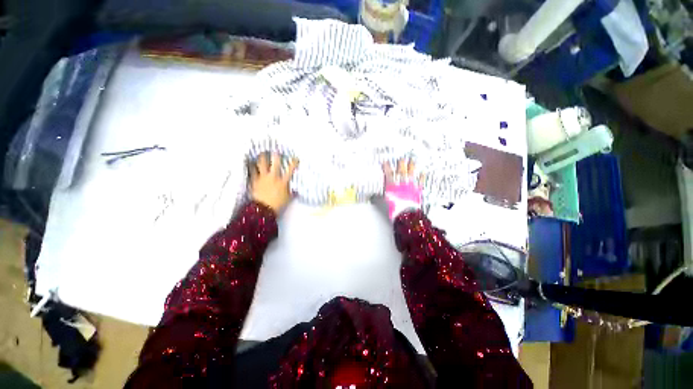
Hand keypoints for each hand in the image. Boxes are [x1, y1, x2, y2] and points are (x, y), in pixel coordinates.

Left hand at [250, 153, 298, 212]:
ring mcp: (263, 177)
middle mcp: (273, 177)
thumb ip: (292, 193)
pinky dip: (251, 166)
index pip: (290, 169)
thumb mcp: (287, 199)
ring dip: (262, 157)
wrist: (263, 209)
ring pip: (262, 164)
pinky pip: (252, 171)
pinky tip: (249, 162)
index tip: (295, 158)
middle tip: (275, 149)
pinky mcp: (254, 180)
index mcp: (283, 181)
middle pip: (275, 163)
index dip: (293, 162)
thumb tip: (296, 191)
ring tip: (261, 152)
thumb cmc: (277, 204)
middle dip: (276, 155)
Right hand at [383, 159, 423, 220]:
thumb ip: (378, 197)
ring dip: (411, 166)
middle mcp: (401, 181)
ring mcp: (410, 184)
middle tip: (401, 158)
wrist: (405, 213)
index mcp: (391, 183)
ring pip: (411, 172)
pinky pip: (420, 181)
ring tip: (412, 160)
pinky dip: (421, 176)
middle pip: (401, 169)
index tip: (385, 161)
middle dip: (401, 163)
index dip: (386, 166)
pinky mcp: (417, 189)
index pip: (388, 172)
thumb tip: (372, 196)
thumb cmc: (393, 207)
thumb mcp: (382, 202)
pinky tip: (423, 172)